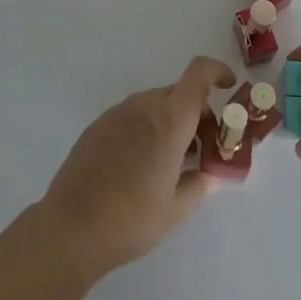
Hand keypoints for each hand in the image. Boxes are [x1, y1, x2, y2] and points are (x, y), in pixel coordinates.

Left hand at [37, 56, 235, 283]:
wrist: (71, 228)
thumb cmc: (131, 219)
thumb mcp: (175, 210)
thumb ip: (198, 186)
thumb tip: (209, 176)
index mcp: (170, 120)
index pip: (198, 74)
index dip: (217, 72)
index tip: (229, 87)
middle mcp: (144, 106)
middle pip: (178, 94)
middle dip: (196, 113)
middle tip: (202, 148)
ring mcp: (118, 113)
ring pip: (154, 105)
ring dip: (170, 122)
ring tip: (171, 161)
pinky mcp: (98, 126)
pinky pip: (132, 116)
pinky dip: (146, 128)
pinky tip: (140, 166)